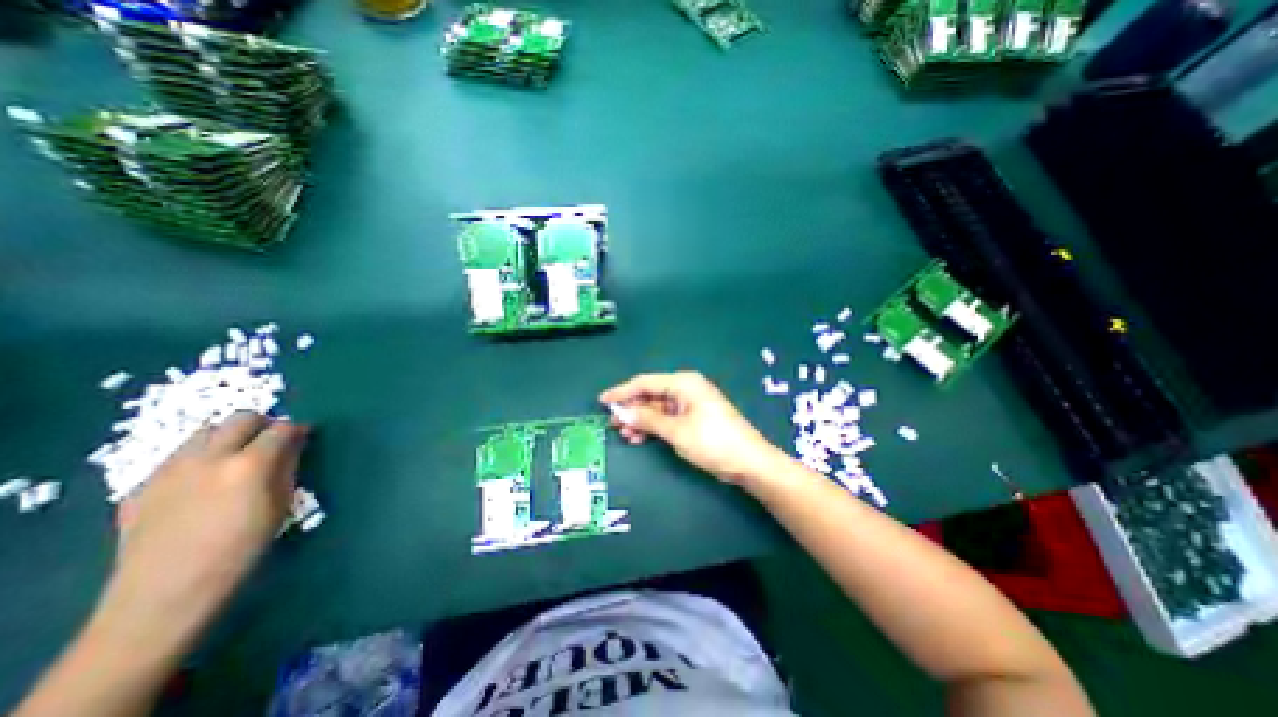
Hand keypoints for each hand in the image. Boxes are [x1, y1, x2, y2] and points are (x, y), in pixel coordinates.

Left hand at [101, 411, 304, 651]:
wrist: (166, 591)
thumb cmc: (241, 548)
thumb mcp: (279, 505)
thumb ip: (287, 468)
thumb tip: (294, 446)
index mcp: (249, 464)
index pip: (282, 428)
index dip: (297, 429)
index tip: (304, 436)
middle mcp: (209, 457)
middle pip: (240, 419)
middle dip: (262, 423)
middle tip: (271, 440)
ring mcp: (169, 470)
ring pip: (204, 432)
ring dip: (228, 436)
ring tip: (236, 457)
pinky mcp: (141, 486)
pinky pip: (177, 457)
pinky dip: (198, 458)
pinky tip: (203, 482)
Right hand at [602, 373, 790, 485]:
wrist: (748, 461)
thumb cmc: (712, 441)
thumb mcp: (676, 431)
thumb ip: (647, 419)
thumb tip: (622, 411)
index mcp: (683, 383)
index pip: (645, 382)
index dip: (622, 392)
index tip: (602, 401)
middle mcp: (686, 388)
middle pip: (651, 394)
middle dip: (632, 409)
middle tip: (613, 424)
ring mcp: (691, 402)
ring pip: (658, 408)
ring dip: (641, 420)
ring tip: (625, 435)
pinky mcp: (694, 416)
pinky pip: (668, 417)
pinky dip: (654, 426)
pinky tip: (641, 438)